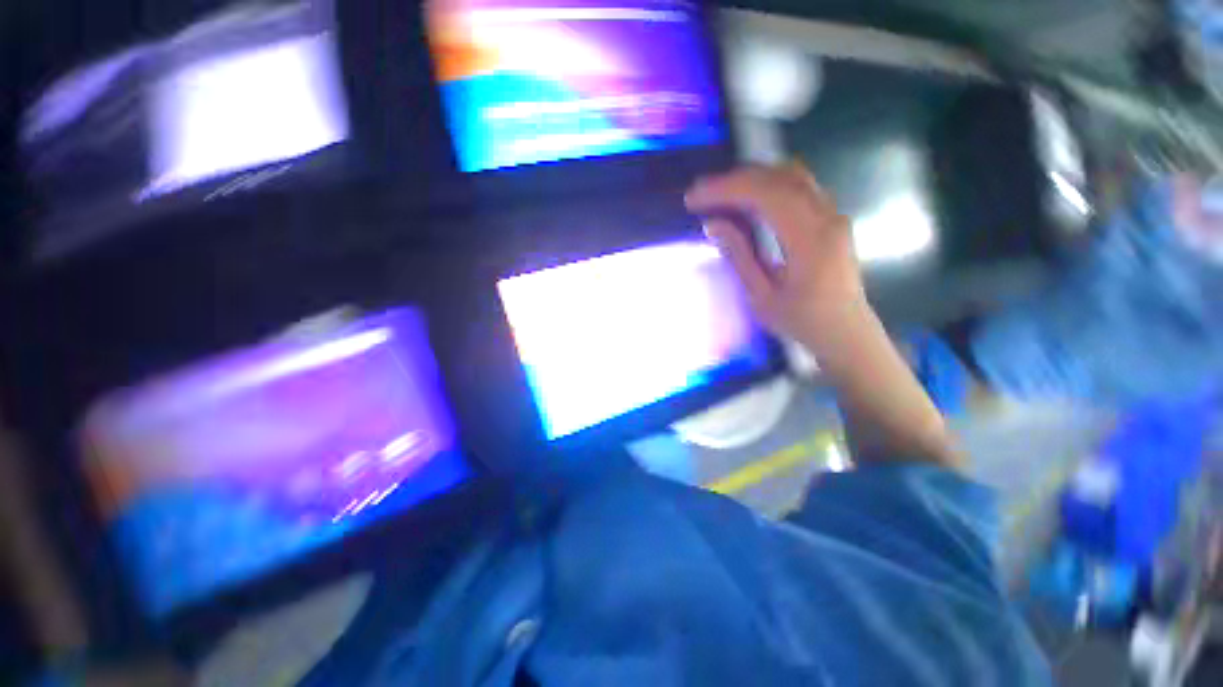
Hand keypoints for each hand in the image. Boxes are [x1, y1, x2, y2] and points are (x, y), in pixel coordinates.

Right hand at [685, 163, 867, 349]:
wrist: (845, 332)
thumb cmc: (802, 321)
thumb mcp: (762, 297)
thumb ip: (739, 256)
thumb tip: (712, 223)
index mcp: (810, 240)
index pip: (766, 195)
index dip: (726, 189)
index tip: (694, 198)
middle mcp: (826, 217)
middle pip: (777, 177)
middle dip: (734, 180)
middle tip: (701, 194)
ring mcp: (832, 214)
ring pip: (790, 175)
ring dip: (751, 178)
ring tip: (720, 193)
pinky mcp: (831, 217)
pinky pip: (798, 186)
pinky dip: (767, 184)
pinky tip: (748, 198)